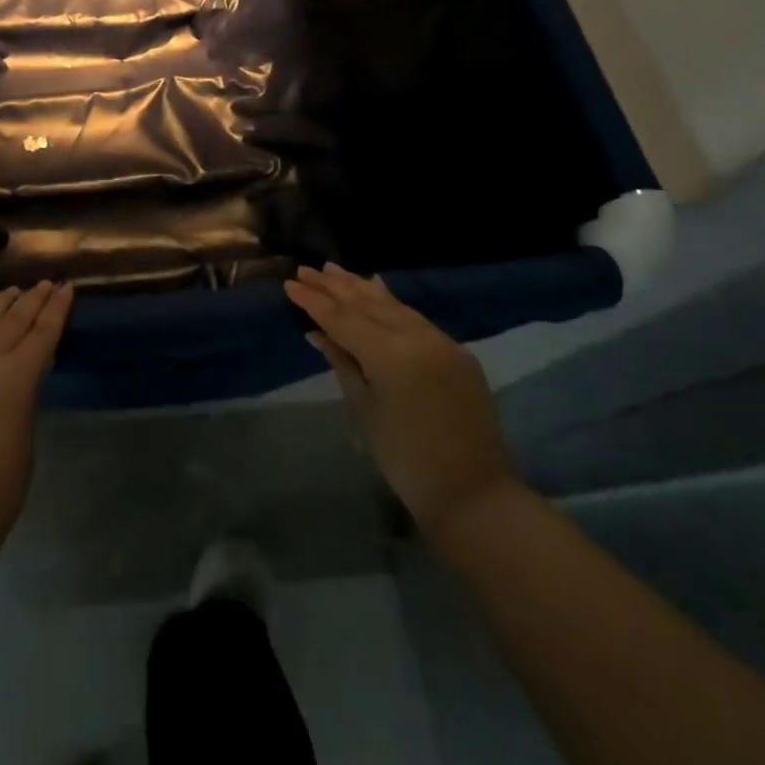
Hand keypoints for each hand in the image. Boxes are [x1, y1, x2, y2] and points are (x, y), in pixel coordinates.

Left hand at [0, 281, 73, 567]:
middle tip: (47, 283)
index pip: (44, 331)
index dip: (58, 308)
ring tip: (14, 290)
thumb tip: (25, 371)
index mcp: (19, 377)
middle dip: (34, 298)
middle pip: (15, 318)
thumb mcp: (27, 433)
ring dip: (2, 301)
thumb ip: (26, 394)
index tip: (68, 288)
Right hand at [286, 264, 516, 536]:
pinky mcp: (457, 351)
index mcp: (390, 354)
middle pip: (367, 304)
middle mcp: (416, 337)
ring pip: (393, 305)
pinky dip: (391, 301)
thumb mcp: (364, 410)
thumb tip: (317, 333)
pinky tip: (377, 286)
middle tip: (306, 269)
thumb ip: (342, 363)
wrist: (474, 494)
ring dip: (361, 287)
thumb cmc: (405, 460)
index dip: (314, 301)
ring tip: (334, 270)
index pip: (342, 319)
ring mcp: (441, 341)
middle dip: (334, 287)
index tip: (289, 283)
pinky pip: (416, 317)